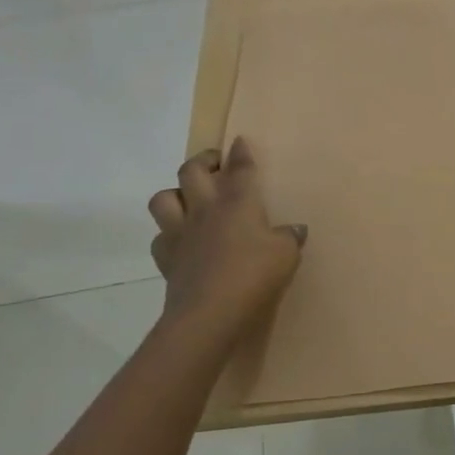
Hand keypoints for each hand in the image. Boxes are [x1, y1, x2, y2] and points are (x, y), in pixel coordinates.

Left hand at [148, 138, 305, 349]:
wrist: (211, 312)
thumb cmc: (255, 274)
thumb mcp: (286, 254)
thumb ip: (289, 237)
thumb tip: (294, 230)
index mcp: (238, 202)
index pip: (240, 168)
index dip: (240, 153)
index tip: (239, 141)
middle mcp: (205, 210)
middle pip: (192, 171)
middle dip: (203, 162)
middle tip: (215, 165)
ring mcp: (180, 233)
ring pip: (163, 198)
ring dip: (175, 194)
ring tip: (190, 200)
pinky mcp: (166, 259)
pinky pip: (159, 237)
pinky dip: (168, 234)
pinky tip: (182, 241)